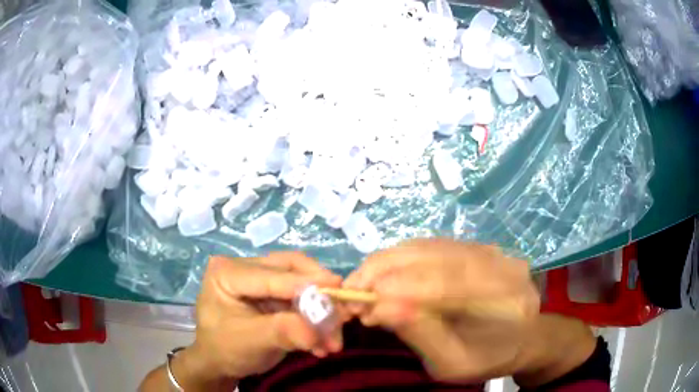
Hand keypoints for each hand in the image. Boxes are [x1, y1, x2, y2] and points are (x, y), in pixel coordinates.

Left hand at [177, 252, 343, 388]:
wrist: (220, 363)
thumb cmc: (224, 348)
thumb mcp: (249, 341)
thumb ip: (281, 332)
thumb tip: (317, 330)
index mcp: (228, 271)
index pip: (271, 274)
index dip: (305, 282)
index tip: (338, 288)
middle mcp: (245, 268)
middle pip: (291, 269)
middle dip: (318, 294)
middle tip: (342, 311)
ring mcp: (261, 280)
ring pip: (301, 284)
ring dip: (320, 310)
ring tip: (334, 338)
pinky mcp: (274, 295)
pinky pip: (302, 300)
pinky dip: (315, 320)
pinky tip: (322, 342)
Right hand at [344, 239, 540, 382]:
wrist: (517, 339)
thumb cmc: (486, 359)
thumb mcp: (452, 364)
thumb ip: (423, 336)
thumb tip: (381, 308)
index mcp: (508, 300)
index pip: (452, 282)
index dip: (402, 288)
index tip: (362, 302)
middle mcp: (502, 264)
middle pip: (437, 255)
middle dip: (385, 272)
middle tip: (350, 292)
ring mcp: (490, 250)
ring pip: (428, 246)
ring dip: (387, 263)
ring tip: (360, 286)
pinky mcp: (474, 246)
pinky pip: (430, 245)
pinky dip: (398, 259)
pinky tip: (381, 276)